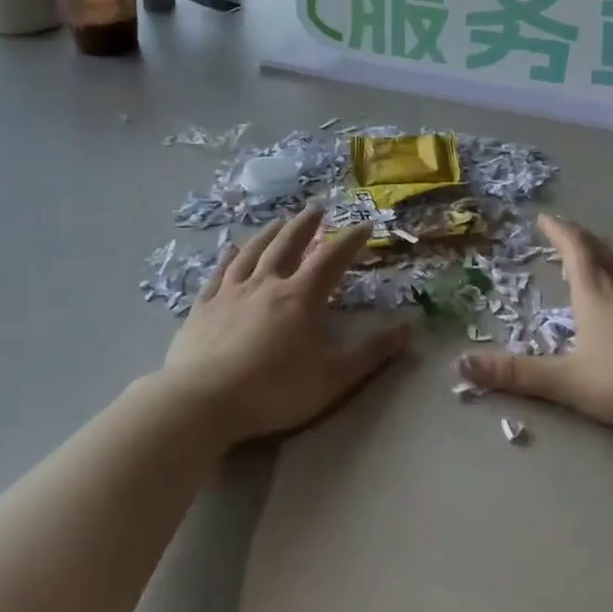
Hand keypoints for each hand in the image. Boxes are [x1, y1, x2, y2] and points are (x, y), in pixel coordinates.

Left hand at [163, 207, 413, 445]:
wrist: (202, 401)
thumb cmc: (273, 391)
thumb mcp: (333, 378)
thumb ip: (372, 352)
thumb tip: (410, 327)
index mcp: (300, 297)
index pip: (331, 259)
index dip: (351, 240)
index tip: (365, 225)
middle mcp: (266, 284)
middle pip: (288, 245)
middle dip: (306, 226)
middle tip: (317, 209)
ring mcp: (230, 293)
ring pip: (252, 252)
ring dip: (269, 234)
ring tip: (279, 222)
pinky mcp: (203, 307)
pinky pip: (219, 273)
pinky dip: (228, 257)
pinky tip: (230, 248)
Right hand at [460, 214, 612, 436]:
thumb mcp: (567, 381)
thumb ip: (517, 374)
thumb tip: (463, 364)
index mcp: (596, 292)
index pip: (575, 249)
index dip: (558, 232)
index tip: (544, 218)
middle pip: (601, 249)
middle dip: (580, 237)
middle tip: (566, 230)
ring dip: (608, 250)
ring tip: (598, 249)